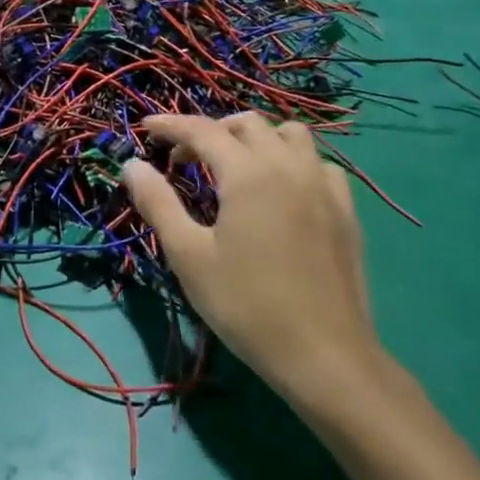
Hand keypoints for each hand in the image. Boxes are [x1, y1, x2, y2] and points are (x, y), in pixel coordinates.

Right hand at [122, 113, 382, 418]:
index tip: (146, 127)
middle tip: (185, 160)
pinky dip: (292, 161)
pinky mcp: (346, 210)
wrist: (324, 356)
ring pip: (290, 135)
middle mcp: (288, 166)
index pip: (202, 130)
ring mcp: (323, 186)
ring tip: (235, 165)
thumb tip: (132, 165)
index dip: (170, 124)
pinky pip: (318, 163)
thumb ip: (158, 202)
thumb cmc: (246, 305)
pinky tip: (282, 190)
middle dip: (211, 131)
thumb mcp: (188, 255)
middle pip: (247, 124)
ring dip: (257, 138)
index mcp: (248, 173)